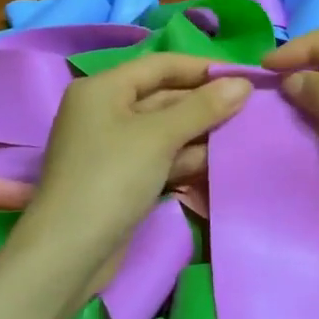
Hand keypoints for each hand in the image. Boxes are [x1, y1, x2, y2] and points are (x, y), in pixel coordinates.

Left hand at [16, 53, 251, 272]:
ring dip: (198, 132)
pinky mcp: (120, 177)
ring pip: (163, 129)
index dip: (202, 68)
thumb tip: (243, 84)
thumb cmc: (111, 179)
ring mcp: (111, 147)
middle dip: (203, 103)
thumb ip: (202, 108)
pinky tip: (216, 161)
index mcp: (102, 89)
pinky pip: (158, 156)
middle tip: (250, 109)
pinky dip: (184, 157)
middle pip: (162, 96)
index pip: (159, 65)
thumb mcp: (158, 137)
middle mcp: (103, 111)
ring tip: (242, 134)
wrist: (69, 252)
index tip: (243, 76)